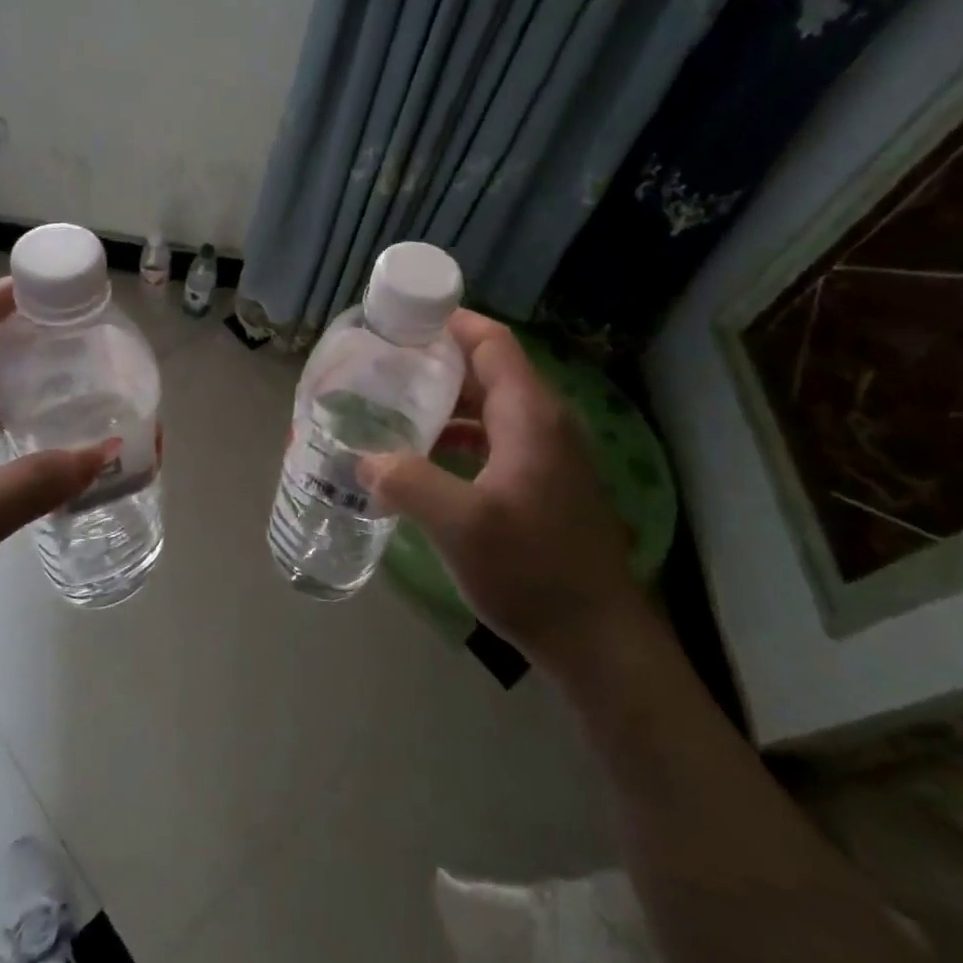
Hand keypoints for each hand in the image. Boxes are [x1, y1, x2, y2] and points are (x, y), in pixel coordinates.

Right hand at [358, 311, 641, 662]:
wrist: (598, 639)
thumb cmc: (532, 570)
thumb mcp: (460, 525)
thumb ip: (407, 482)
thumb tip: (364, 460)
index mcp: (530, 415)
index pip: (491, 342)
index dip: (448, 323)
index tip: (399, 323)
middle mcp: (543, 422)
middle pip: (487, 370)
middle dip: (435, 364)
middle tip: (381, 368)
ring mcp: (547, 454)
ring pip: (489, 408)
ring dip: (444, 404)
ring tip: (392, 409)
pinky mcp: (543, 483)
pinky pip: (494, 439)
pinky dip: (458, 438)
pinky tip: (423, 460)